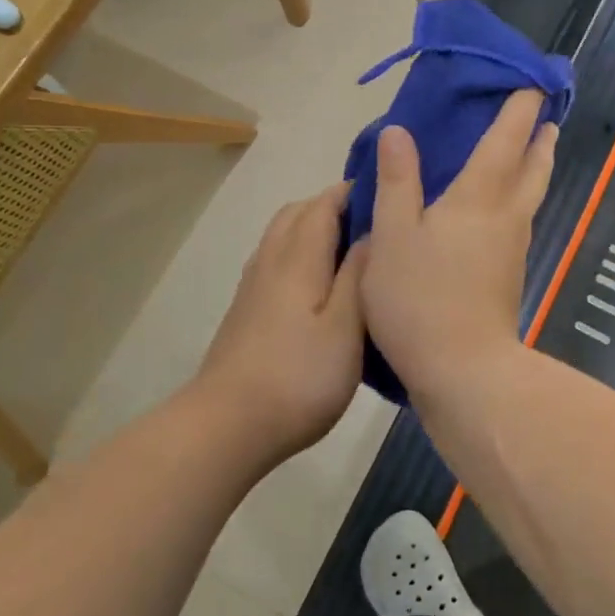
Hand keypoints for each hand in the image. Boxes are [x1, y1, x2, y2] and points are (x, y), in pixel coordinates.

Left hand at [194, 183, 366, 463]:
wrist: (228, 425)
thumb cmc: (299, 376)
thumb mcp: (346, 328)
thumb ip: (359, 275)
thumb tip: (373, 232)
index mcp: (298, 258)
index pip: (324, 204)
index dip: (353, 190)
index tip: (387, 191)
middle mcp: (271, 260)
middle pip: (298, 212)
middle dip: (333, 205)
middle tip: (373, 220)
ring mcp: (253, 285)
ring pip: (283, 235)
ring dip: (313, 227)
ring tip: (350, 248)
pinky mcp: (246, 309)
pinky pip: (275, 259)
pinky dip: (299, 251)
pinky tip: (319, 283)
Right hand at [361, 90, 557, 401]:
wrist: (464, 369)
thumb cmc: (421, 297)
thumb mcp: (393, 235)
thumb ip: (397, 181)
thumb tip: (398, 131)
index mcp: (479, 196)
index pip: (507, 139)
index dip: (520, 109)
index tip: (533, 83)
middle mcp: (507, 215)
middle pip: (534, 166)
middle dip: (540, 136)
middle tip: (545, 116)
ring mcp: (513, 247)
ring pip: (532, 194)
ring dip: (536, 165)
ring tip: (533, 150)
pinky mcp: (510, 274)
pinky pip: (521, 218)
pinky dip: (520, 195)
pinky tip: (502, 206)